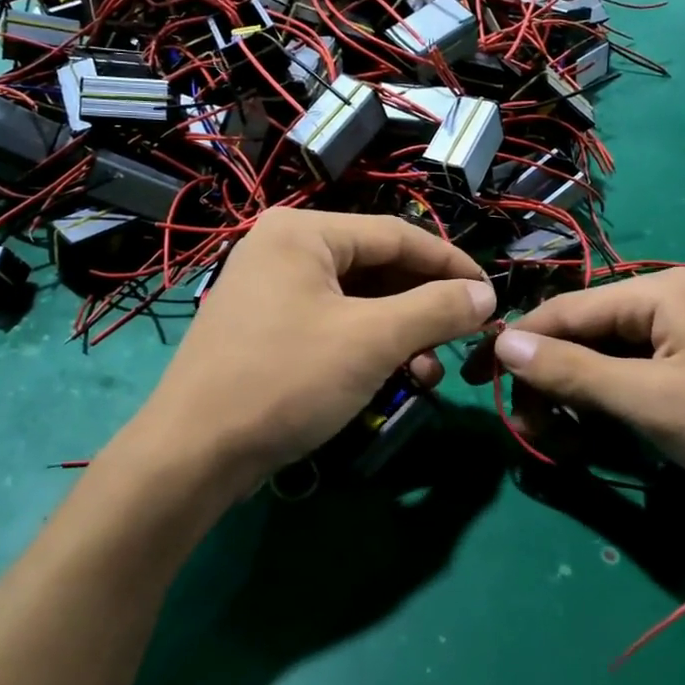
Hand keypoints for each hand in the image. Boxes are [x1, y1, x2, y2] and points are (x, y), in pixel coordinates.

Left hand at [132, 209, 495, 489]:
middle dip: (423, 305)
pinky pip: (333, 324)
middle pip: (376, 266)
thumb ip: (436, 309)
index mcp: (303, 231)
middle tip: (463, 336)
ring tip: (429, 370)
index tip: (492, 295)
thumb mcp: (372, 340)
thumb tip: (486, 295)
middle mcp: (284, 249)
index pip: (397, 234)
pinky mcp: (267, 330)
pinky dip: (368, 347)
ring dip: (401, 332)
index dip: (451, 264)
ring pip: (358, 300)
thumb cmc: (286, 380)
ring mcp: (271, 290)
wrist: (193, 454)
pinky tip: (395, 377)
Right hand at [492, 271, 684, 516]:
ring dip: (579, 400)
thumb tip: (500, 341)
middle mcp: (668, 302)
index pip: (563, 312)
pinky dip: (611, 406)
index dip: (514, 345)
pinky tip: (603, 436)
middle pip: (583, 336)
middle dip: (550, 383)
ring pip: (608, 361)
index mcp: (656, 293)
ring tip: (568, 447)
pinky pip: (637, 378)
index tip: (476, 382)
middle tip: (534, 436)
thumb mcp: (650, 401)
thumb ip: (572, 371)